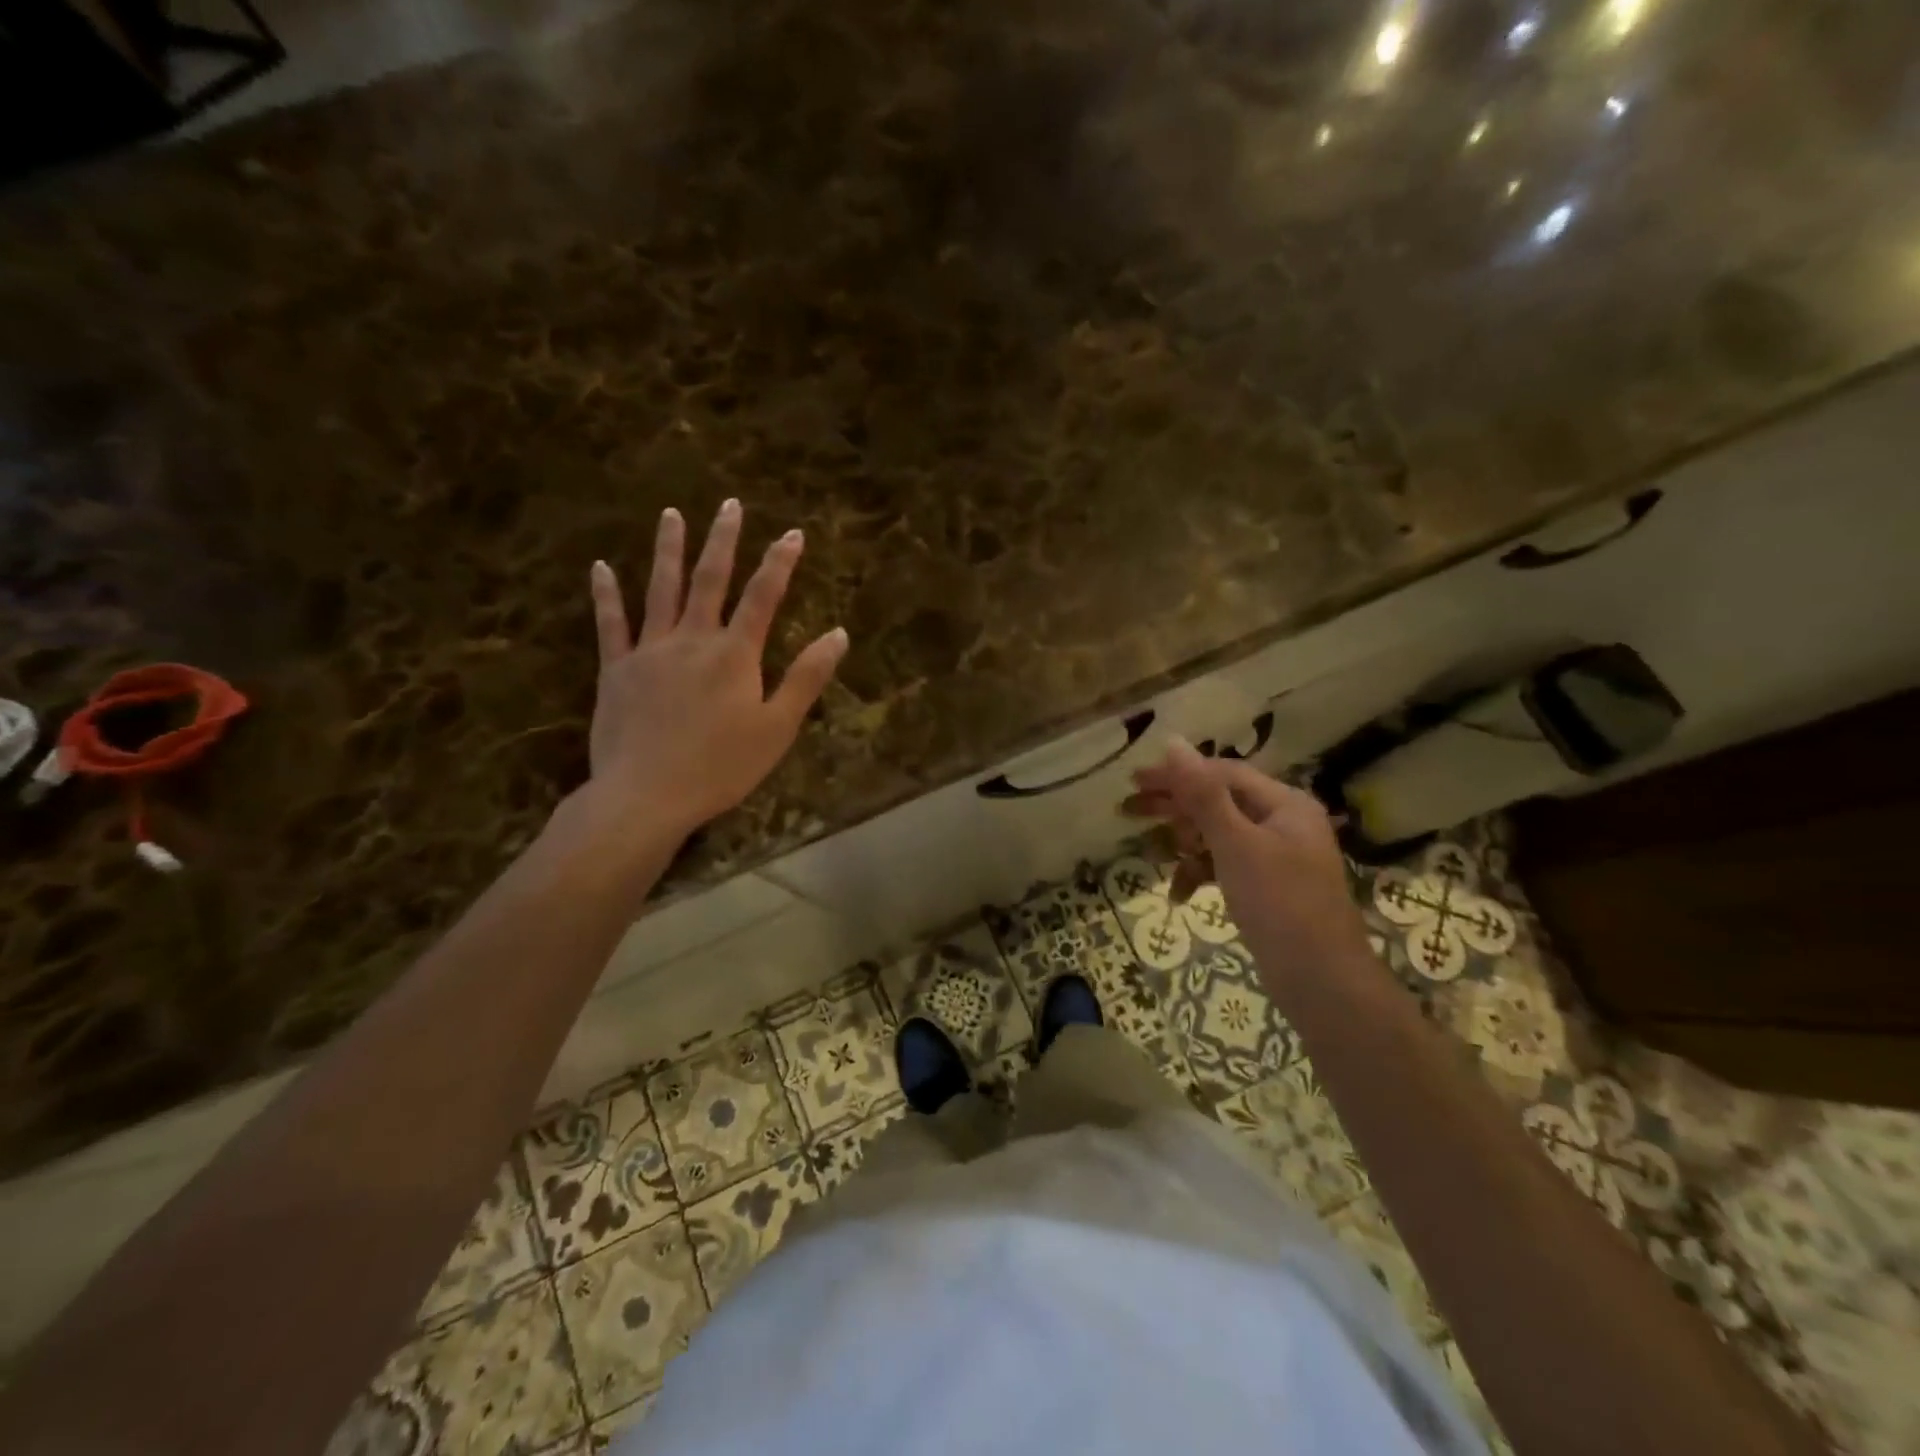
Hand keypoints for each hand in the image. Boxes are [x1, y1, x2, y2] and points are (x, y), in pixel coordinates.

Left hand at [584, 499, 848, 836]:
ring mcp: (649, 651)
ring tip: (671, 515)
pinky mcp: (616, 669)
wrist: (646, 795)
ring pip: (660, 590)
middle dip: (723, 540)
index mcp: (735, 654)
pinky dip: (606, 595)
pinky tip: (601, 568)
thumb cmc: (721, 766)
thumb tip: (838, 634)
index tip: (792, 532)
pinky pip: (610, 624)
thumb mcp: (778, 727)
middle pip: (710, 580)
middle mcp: (693, 639)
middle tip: (729, 504)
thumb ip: (807, 678)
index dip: (780, 563)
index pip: (763, 596)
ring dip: (668, 551)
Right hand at [1130, 740, 1374, 989]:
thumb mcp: (1235, 844)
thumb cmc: (1280, 904)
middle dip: (1175, 808)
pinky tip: (1179, 894)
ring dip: (1185, 844)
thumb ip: (1203, 794)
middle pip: (1218, 802)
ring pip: (1218, 836)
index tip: (1135, 781)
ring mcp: (1275, 856)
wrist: (1322, 983)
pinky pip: (1225, 866)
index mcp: (1284, 804)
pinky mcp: (1266, 887)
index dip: (1177, 774)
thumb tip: (1174, 743)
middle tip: (1129, 811)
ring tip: (1152, 854)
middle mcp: (1283, 822)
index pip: (1222, 773)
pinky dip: (1201, 874)